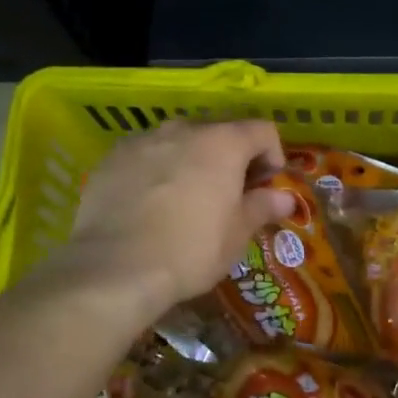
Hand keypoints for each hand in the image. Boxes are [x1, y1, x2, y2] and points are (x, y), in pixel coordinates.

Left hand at [64, 119, 293, 316]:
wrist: (114, 267)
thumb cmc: (190, 250)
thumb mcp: (236, 234)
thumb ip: (262, 207)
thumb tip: (285, 197)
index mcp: (223, 142)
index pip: (262, 130)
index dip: (273, 155)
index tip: (267, 186)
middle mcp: (184, 129)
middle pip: (219, 130)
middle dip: (232, 156)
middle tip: (230, 193)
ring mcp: (144, 140)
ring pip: (180, 140)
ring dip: (192, 159)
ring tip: (188, 197)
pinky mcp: (112, 157)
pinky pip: (146, 154)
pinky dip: (157, 169)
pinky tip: (151, 202)